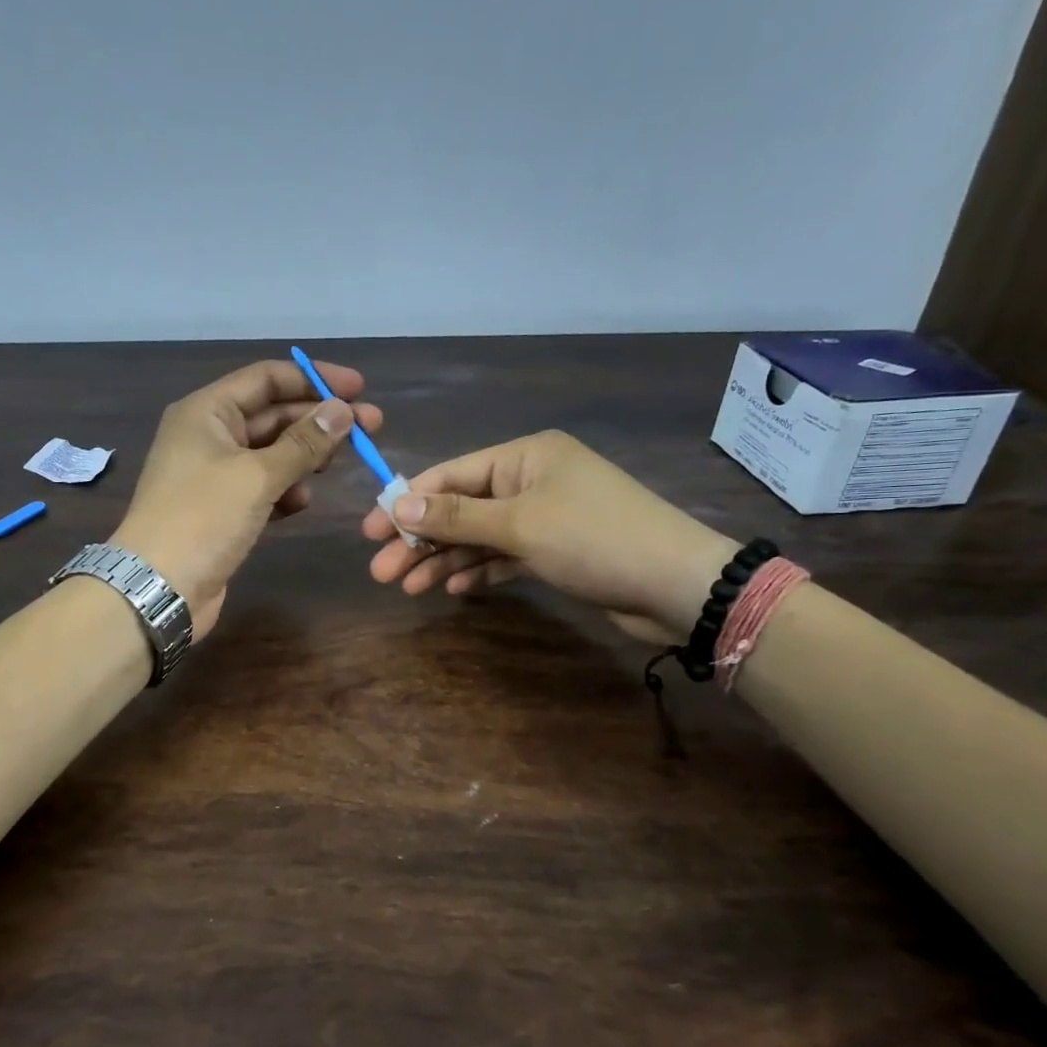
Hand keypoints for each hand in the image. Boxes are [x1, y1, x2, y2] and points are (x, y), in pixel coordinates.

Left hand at [113, 359, 382, 638]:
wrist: (159, 587)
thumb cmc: (203, 518)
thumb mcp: (257, 476)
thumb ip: (303, 442)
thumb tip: (342, 411)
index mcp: (207, 411)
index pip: (267, 379)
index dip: (315, 379)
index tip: (360, 389)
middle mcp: (209, 435)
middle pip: (273, 414)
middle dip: (319, 420)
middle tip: (371, 428)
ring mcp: (214, 474)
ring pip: (271, 453)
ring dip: (304, 457)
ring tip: (335, 467)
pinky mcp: (222, 509)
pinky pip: (262, 486)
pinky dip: (284, 490)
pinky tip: (301, 502)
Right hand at [360, 430, 735, 643]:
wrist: (675, 585)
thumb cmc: (593, 539)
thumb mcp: (519, 524)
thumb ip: (457, 516)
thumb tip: (397, 503)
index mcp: (525, 456)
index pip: (452, 475)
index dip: (407, 502)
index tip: (371, 532)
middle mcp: (532, 480)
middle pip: (462, 508)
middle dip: (422, 539)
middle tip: (383, 572)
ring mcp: (546, 517)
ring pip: (480, 537)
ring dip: (445, 560)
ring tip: (409, 587)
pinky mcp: (556, 551)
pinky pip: (505, 557)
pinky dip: (480, 571)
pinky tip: (454, 590)